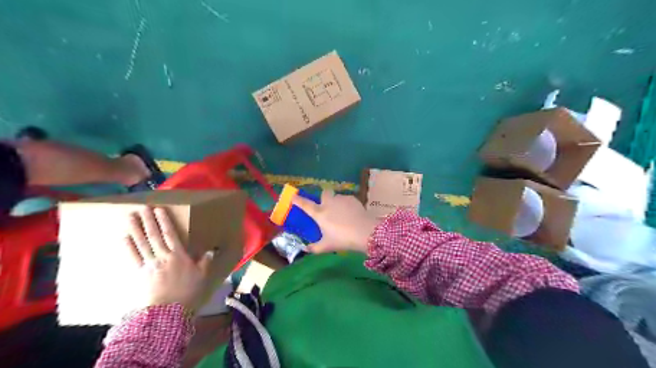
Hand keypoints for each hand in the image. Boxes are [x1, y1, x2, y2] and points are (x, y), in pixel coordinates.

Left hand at [124, 206, 213, 312]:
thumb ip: (204, 262)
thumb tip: (209, 250)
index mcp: (178, 255)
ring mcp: (149, 265)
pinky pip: (133, 257)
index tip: (159, 209)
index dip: (164, 221)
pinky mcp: (139, 274)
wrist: (168, 312)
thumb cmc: (187, 292)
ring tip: (130, 217)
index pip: (170, 234)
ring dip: (135, 229)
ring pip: (141, 243)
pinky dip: (128, 247)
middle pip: (153, 235)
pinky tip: (124, 238)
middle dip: (148, 220)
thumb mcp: (202, 276)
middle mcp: (162, 256)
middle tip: (142, 207)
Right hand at [291, 189, 379, 252]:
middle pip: (324, 193)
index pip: (305, 204)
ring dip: (336, 202)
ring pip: (336, 197)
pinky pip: (347, 199)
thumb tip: (306, 249)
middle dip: (324, 197)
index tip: (293, 196)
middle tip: (327, 207)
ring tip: (342, 214)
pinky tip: (352, 214)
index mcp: (320, 214)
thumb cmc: (343, 239)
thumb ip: (314, 248)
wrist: (365, 232)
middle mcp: (329, 203)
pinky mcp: (353, 199)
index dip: (298, 200)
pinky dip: (347, 205)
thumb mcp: (327, 247)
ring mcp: (341, 199)